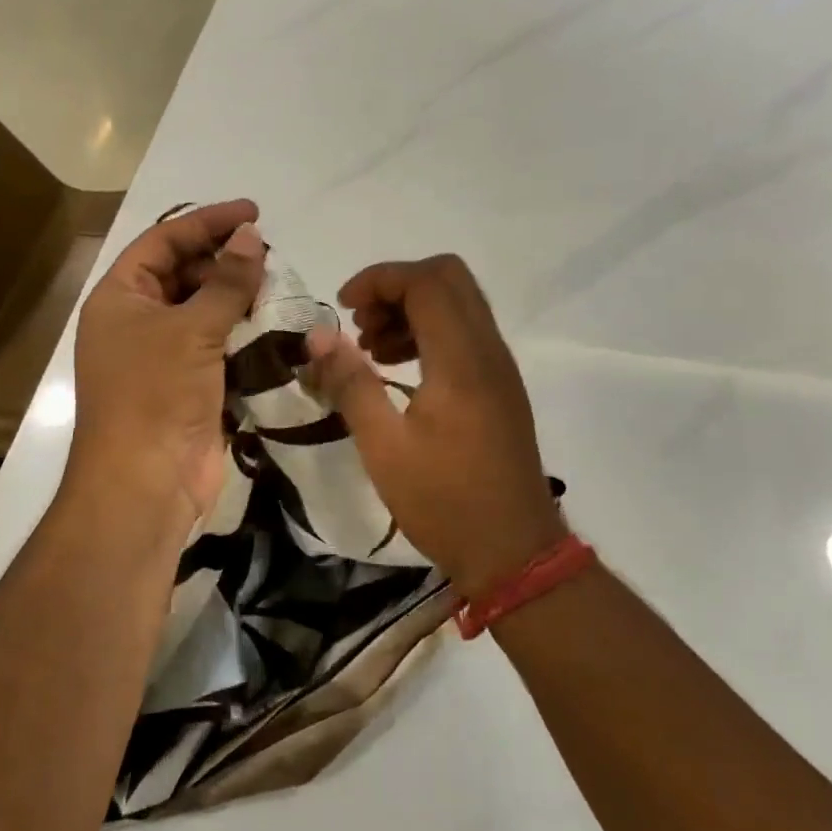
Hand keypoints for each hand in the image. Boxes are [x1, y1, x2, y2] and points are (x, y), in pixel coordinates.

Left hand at [70, 200, 265, 524]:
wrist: (146, 482)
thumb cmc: (156, 393)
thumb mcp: (191, 329)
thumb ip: (226, 281)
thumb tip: (250, 236)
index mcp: (120, 297)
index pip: (163, 241)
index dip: (207, 222)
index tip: (253, 212)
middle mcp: (137, 320)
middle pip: (184, 274)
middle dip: (225, 261)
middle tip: (271, 256)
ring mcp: (163, 355)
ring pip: (205, 311)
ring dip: (239, 298)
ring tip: (279, 285)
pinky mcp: (189, 385)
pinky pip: (218, 346)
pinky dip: (244, 334)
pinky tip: (275, 324)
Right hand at [304, 254, 565, 600]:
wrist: (513, 552)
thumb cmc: (444, 501)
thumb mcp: (383, 446)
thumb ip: (350, 383)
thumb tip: (318, 336)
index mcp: (462, 359)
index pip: (426, 281)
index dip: (379, 280)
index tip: (343, 307)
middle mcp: (488, 351)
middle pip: (449, 278)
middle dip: (397, 287)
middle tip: (360, 324)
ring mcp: (500, 369)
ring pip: (459, 305)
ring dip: (412, 310)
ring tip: (371, 349)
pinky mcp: (501, 388)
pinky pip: (466, 335)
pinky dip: (430, 334)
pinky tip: (399, 371)